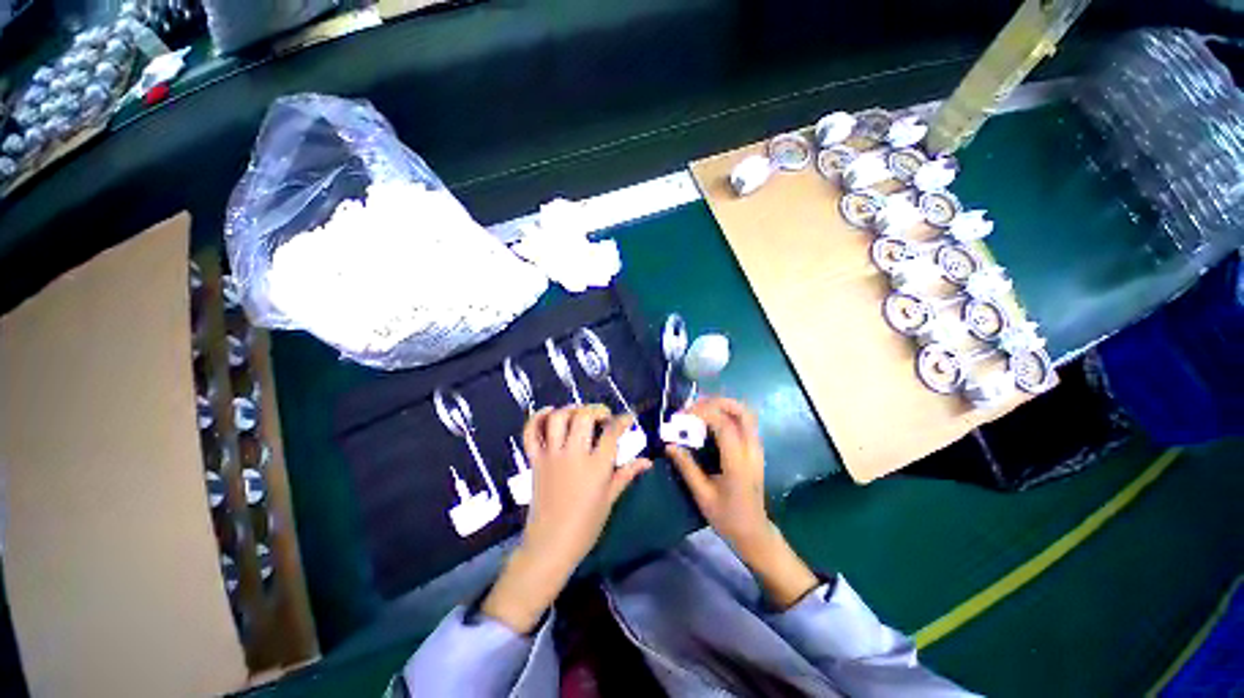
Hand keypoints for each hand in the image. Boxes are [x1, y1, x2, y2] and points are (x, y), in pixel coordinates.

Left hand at [482, 405, 650, 632]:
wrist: (549, 545)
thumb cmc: (585, 526)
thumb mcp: (610, 499)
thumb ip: (626, 474)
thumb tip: (647, 461)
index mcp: (596, 466)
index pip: (612, 432)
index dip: (623, 420)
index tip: (628, 418)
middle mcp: (573, 455)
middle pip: (584, 417)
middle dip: (597, 410)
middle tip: (603, 417)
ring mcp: (552, 456)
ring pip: (558, 418)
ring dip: (571, 409)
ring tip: (580, 414)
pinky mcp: (536, 460)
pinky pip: (531, 433)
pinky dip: (538, 418)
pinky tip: (549, 412)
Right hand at [666, 397, 768, 555]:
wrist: (754, 533)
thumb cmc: (727, 518)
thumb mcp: (703, 495)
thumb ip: (687, 467)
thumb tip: (669, 444)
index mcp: (737, 464)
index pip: (725, 425)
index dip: (704, 413)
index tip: (683, 415)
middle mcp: (751, 451)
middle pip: (742, 411)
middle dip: (717, 402)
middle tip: (694, 407)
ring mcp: (757, 449)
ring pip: (746, 414)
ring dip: (723, 406)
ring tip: (700, 410)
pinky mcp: (755, 450)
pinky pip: (745, 422)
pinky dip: (728, 414)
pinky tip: (711, 421)